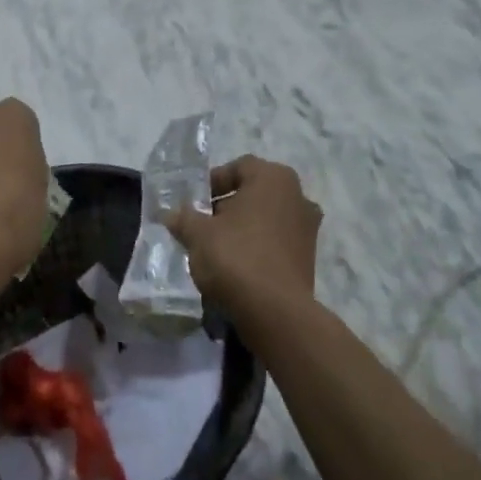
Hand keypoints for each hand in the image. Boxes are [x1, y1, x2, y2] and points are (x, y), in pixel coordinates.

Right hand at [165, 156, 320, 309]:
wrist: (275, 312)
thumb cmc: (236, 257)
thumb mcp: (198, 234)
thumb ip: (184, 219)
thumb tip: (171, 215)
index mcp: (274, 178)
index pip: (239, 167)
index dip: (213, 182)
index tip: (195, 202)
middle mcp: (298, 196)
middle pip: (254, 193)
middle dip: (227, 206)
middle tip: (203, 225)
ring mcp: (308, 228)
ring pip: (266, 218)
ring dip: (243, 228)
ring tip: (217, 248)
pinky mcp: (309, 258)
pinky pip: (276, 242)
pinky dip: (257, 247)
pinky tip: (236, 266)